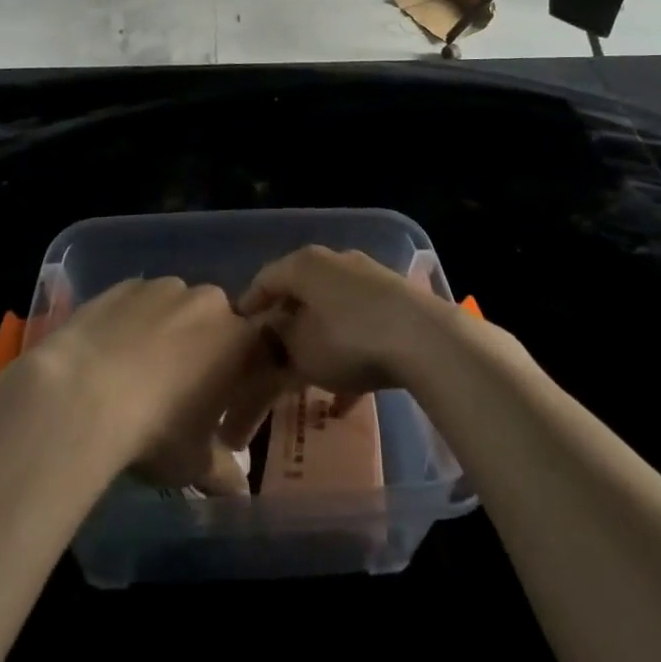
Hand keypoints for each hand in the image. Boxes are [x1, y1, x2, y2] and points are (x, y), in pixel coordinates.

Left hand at [31, 277, 277, 495]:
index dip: (245, 382)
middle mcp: (208, 301)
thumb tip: (239, 487)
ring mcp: (163, 287)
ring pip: (176, 310)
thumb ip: (223, 471)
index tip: (226, 412)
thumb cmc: (156, 430)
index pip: (260, 354)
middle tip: (183, 393)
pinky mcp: (122, 285)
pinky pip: (138, 304)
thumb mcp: (195, 464)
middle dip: (206, 353)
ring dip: (169, 334)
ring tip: (140, 374)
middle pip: (217, 325)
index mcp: (240, 339)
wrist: (82, 393)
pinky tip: (111, 356)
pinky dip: (133, 324)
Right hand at [235, 246, 453, 406]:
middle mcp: (334, 262)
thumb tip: (269, 342)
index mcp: (304, 264)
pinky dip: (348, 355)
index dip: (248, 309)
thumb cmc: (348, 339)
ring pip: (330, 312)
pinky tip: (346, 399)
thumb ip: (276, 347)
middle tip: (270, 356)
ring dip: (316, 343)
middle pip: (299, 294)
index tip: (236, 337)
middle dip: (284, 327)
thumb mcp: (300, 352)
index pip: (264, 281)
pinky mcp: (395, 302)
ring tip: (306, 379)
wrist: (423, 339)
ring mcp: (368, 279)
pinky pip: (359, 327)